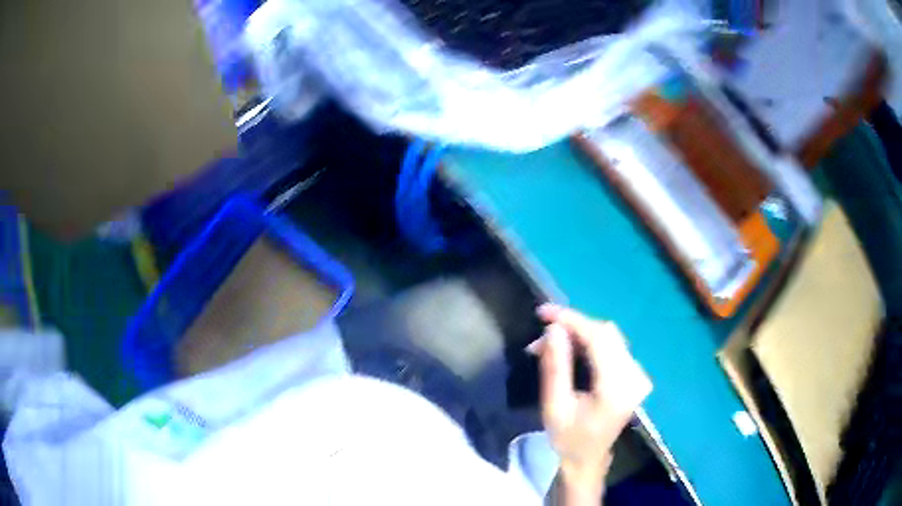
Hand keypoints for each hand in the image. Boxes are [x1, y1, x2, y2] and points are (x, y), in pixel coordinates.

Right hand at [531, 304, 651, 496]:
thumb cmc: (568, 438)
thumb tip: (553, 329)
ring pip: (609, 337)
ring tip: (550, 344)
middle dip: (573, 327)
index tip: (544, 312)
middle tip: (542, 334)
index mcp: (616, 388)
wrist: (588, 459)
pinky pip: (611, 346)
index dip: (572, 320)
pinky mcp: (633, 374)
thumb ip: (555, 367)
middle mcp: (633, 376)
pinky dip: (588, 342)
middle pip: (606, 333)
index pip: (599, 339)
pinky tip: (569, 349)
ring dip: (579, 334)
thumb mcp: (554, 406)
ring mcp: (636, 374)